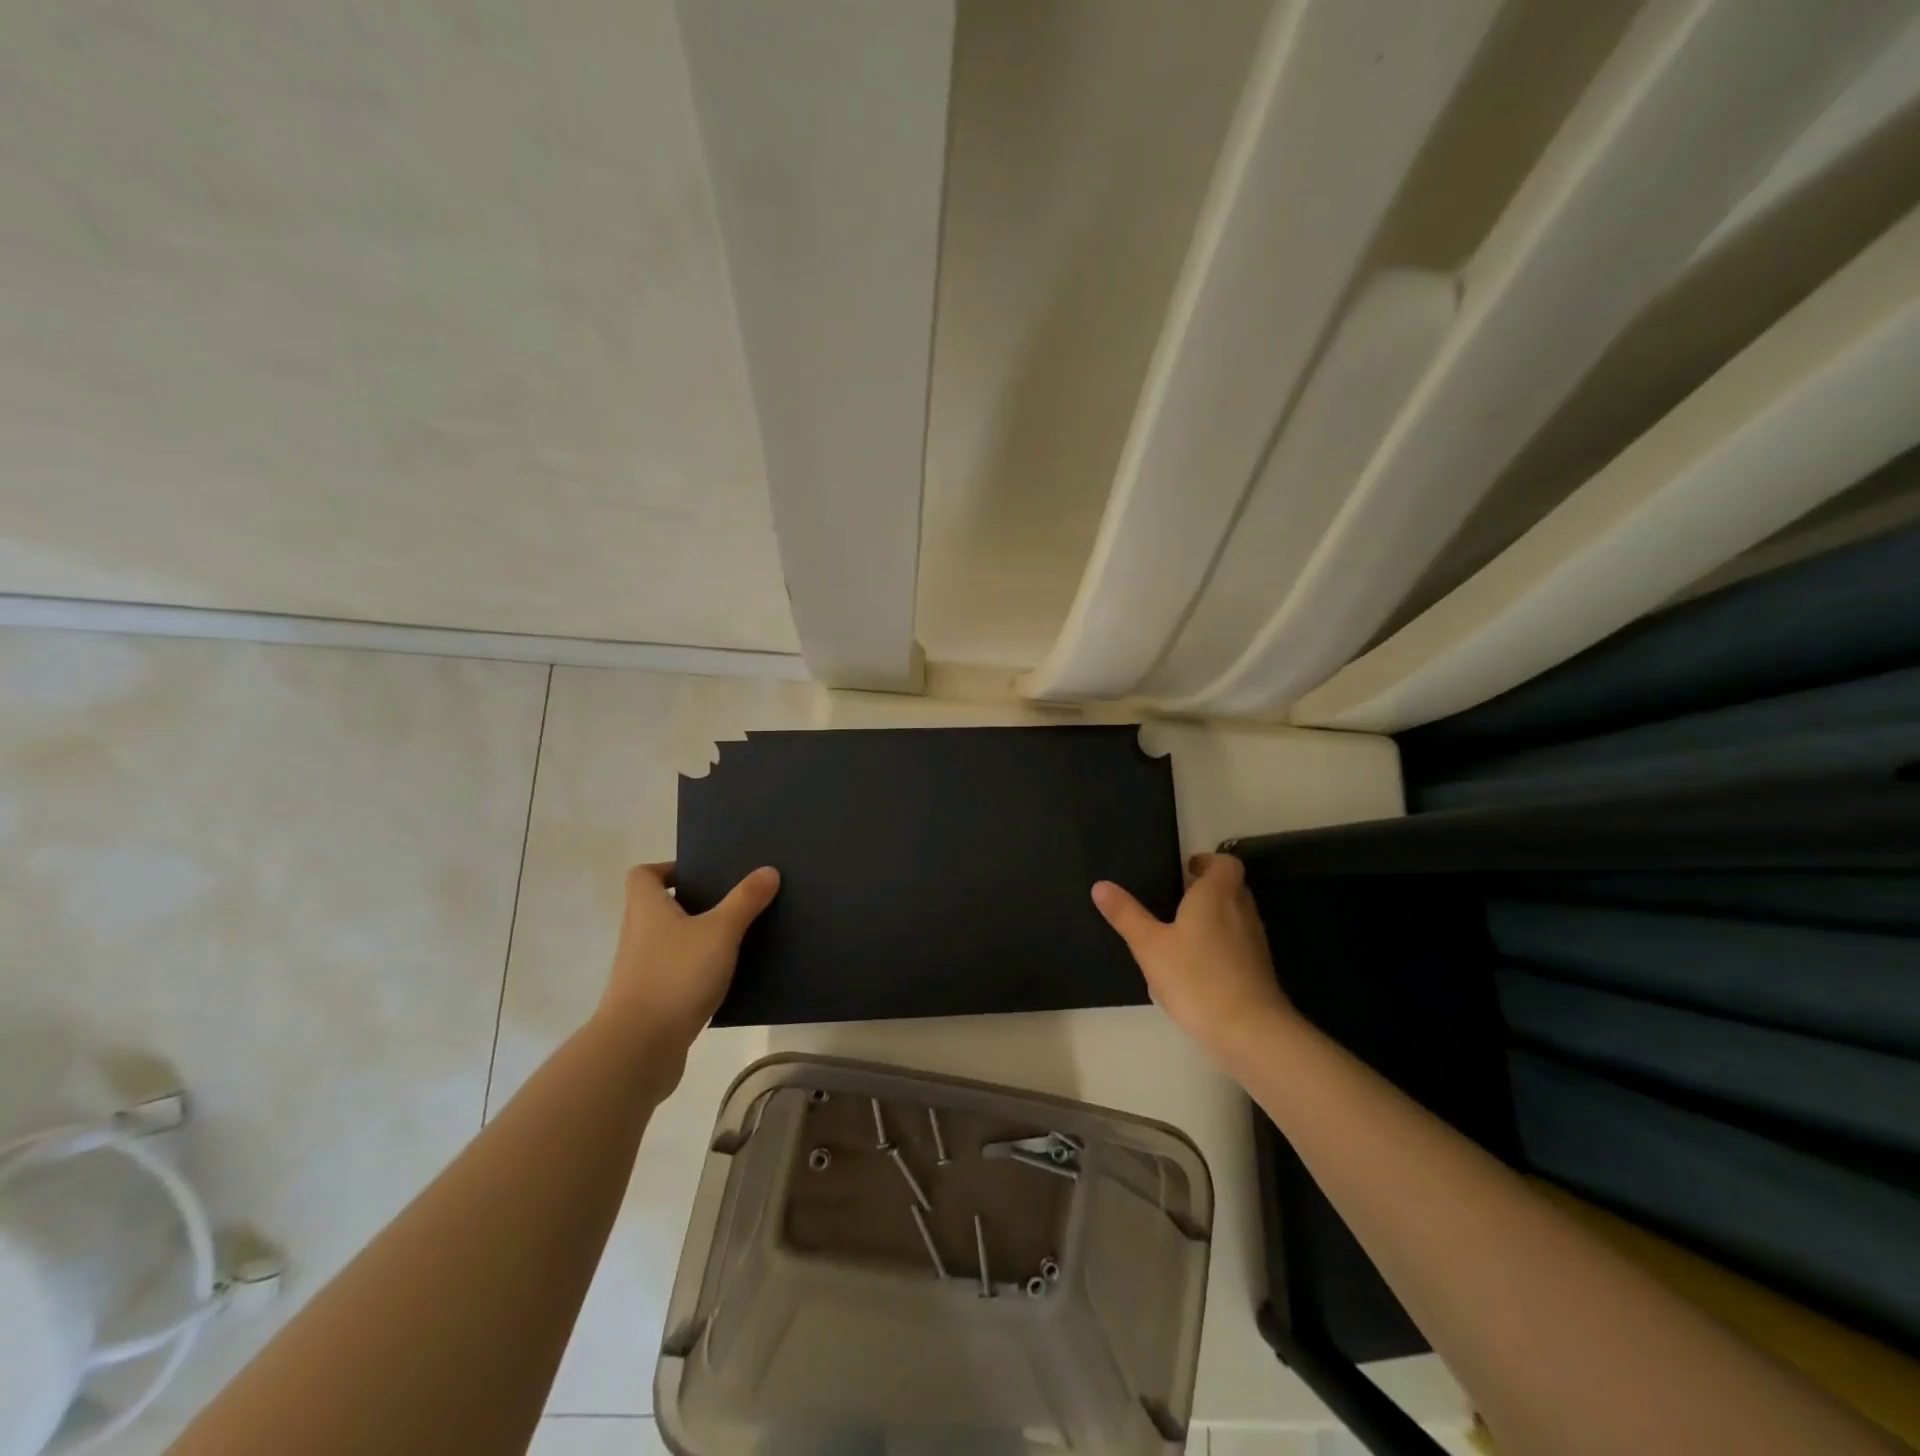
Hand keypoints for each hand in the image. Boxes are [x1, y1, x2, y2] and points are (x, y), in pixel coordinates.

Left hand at [594, 862, 779, 1078]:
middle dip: (695, 903)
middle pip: (661, 907)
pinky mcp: (652, 1001)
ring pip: (672, 942)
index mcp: (647, 908)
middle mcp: (639, 934)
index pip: (644, 874)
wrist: (638, 1049)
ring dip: (699, 939)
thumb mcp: (720, 932)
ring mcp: (642, 970)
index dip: (669, 868)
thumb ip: (745, 900)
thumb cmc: (675, 976)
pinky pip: (678, 973)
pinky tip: (728, 977)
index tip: (702, 874)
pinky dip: (698, 971)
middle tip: (733, 901)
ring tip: (738, 937)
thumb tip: (768, 870)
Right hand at [1092, 852, 1292, 1056]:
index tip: (1185, 870)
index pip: (1225, 862)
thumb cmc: (1196, 977)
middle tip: (1176, 899)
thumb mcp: (1150, 945)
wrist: (1249, 1031)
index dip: (1207, 862)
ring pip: (1236, 916)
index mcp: (1216, 895)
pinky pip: (1239, 944)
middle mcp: (1241, 911)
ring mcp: (1254, 942)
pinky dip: (1221, 945)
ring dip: (1214, 917)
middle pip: (1231, 887)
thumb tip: (1100, 885)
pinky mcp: (1259, 969)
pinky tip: (1196, 967)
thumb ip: (1126, 914)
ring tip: (1181, 933)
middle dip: (1207, 889)